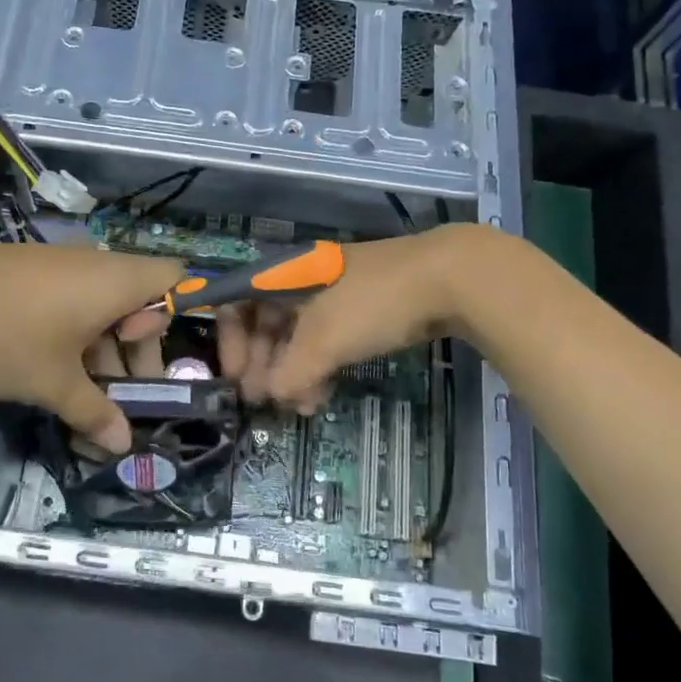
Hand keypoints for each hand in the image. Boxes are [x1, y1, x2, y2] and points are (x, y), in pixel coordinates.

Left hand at [0, 242, 178, 452]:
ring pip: (99, 303)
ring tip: (79, 392)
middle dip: (133, 349)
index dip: (173, 318)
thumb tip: (123, 445)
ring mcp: (58, 263)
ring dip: (100, 346)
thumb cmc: (4, 335)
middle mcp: (94, 263)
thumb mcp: (52, 383)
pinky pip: (69, 298)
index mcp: (115, 281)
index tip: (141, 358)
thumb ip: (94, 413)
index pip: (174, 278)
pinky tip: (46, 367)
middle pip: (137, 299)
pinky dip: (72, 330)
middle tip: (117, 394)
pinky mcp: (28, 270)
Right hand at [216, 224, 479, 410]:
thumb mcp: (325, 340)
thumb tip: (272, 396)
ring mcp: (333, 296)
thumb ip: (291, 372)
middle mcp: (302, 281)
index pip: (237, 300)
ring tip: (299, 407)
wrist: (451, 279)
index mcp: (285, 274)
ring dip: (291, 373)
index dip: (229, 339)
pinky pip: (326, 341)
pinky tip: (322, 396)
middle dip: (261, 364)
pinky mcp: (360, 311)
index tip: (235, 377)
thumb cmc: (374, 302)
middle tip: (263, 401)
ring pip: (297, 336)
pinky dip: (318, 368)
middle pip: (265, 322)